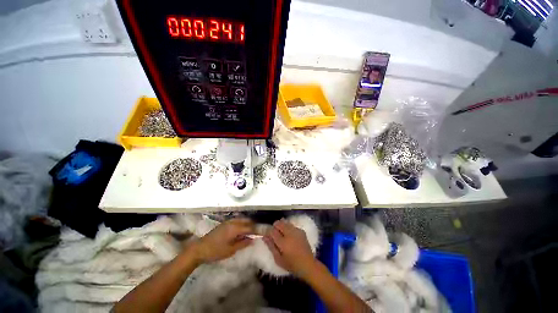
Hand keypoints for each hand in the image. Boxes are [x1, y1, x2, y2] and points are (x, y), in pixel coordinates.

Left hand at [190, 218, 253, 263]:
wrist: (199, 249)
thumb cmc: (216, 251)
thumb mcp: (231, 250)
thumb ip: (243, 243)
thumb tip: (253, 240)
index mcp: (235, 228)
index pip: (250, 227)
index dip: (256, 230)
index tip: (262, 233)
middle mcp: (233, 222)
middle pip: (246, 221)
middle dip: (253, 225)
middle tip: (256, 233)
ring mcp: (228, 222)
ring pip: (242, 219)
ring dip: (247, 224)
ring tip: (250, 232)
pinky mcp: (224, 223)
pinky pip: (237, 220)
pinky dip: (241, 223)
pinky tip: (241, 230)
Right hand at [263, 219, 316, 278]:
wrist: (308, 264)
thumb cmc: (291, 264)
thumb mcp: (278, 259)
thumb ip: (271, 247)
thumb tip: (264, 237)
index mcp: (283, 242)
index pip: (272, 231)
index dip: (268, 231)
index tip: (267, 234)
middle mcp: (289, 234)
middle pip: (279, 223)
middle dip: (275, 226)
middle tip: (274, 233)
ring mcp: (296, 231)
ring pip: (285, 222)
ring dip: (281, 225)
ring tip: (281, 233)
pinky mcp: (301, 230)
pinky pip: (291, 225)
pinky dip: (288, 227)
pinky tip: (289, 235)